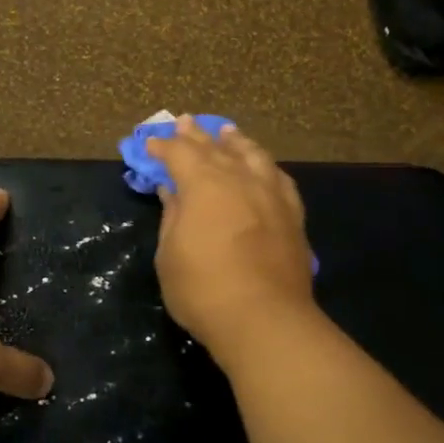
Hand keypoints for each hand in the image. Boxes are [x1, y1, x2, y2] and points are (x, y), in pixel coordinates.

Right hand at [146, 117, 317, 352]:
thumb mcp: (170, 254)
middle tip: (184, 122)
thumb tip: (172, 189)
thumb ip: (173, 216)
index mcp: (204, 184)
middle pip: (216, 148)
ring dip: (236, 142)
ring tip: (228, 133)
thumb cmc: (203, 289)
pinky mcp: (293, 216)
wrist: (265, 320)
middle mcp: (240, 179)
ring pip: (253, 156)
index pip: (180, 153)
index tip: (150, 144)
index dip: (163, 146)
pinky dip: (265, 167)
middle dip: (197, 135)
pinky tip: (264, 167)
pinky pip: (278, 179)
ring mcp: (271, 195)